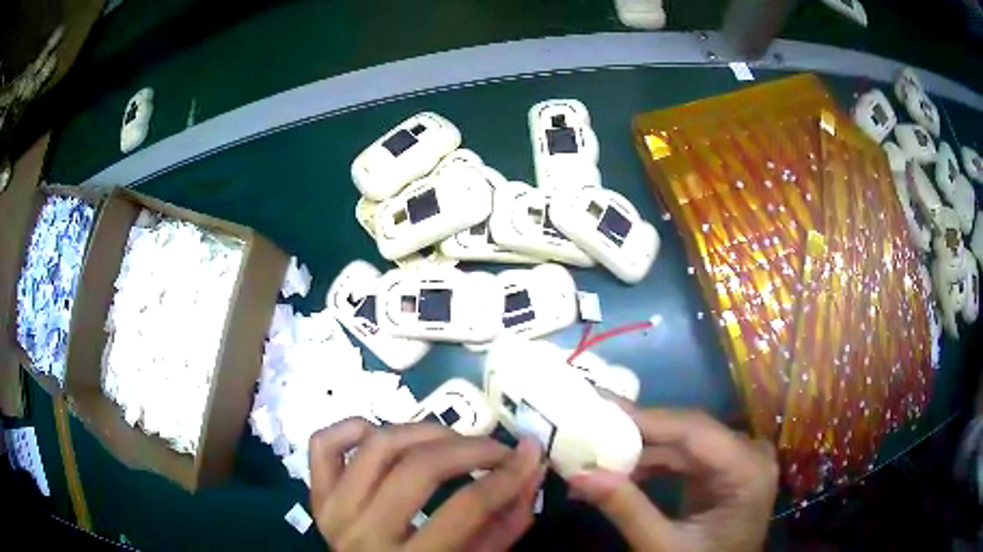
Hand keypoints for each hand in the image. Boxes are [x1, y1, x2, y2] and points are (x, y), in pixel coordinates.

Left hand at [309, 418, 544, 551]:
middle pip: (418, 469)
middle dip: (470, 449)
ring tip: (451, 439)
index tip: (529, 455)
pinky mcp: (315, 493)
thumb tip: (532, 470)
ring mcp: (332, 509)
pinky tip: (383, 433)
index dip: (506, 476)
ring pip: (376, 446)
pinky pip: (324, 444)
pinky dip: (354, 427)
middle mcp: (363, 533)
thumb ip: (505, 523)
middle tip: (496, 447)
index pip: (466, 508)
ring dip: (422, 431)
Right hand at [567, 408, 777, 551]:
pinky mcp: (725, 469)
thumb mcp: (662, 547)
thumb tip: (578, 473)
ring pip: (684, 441)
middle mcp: (750, 454)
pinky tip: (622, 471)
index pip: (694, 431)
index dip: (645, 418)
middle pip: (690, 431)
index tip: (598, 404)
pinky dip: (653, 464)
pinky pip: (686, 456)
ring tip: (595, 454)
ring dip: (641, 450)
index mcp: (747, 471)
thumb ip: (626, 509)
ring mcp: (740, 460)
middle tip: (589, 424)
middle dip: (637, 432)